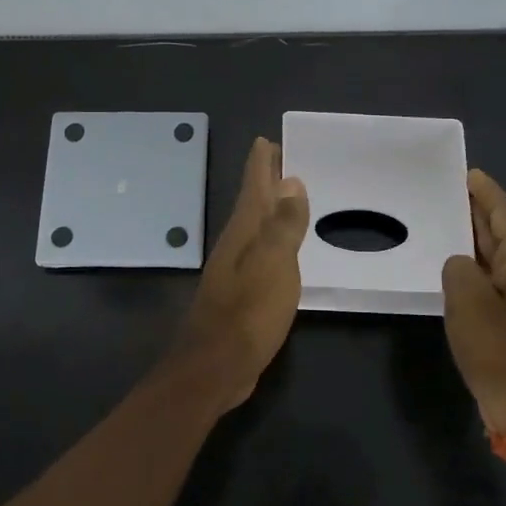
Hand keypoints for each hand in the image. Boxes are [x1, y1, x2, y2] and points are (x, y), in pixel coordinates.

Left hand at [170, 137, 309, 409]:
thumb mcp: (274, 263)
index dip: (261, 162)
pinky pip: (262, 253)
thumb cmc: (248, 311)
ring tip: (288, 196)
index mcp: (244, 231)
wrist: (216, 365)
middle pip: (252, 202)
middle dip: (265, 179)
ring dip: (270, 209)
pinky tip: (284, 248)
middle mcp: (236, 243)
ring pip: (256, 227)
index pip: (253, 185)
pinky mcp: (242, 292)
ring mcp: (236, 269)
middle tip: (282, 158)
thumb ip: (283, 223)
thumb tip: (289, 181)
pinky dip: (273, 240)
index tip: (268, 139)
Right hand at [441, 169, 505, 435]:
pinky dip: (471, 263)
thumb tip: (459, 264)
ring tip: (441, 219)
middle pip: (500, 229)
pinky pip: (490, 275)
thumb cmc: (499, 348)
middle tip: (444, 190)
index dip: (484, 191)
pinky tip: (449, 264)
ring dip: (470, 236)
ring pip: (494, 252)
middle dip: (476, 209)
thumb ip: (457, 267)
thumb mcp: (468, 300)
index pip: (503, 212)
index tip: (465, 171)